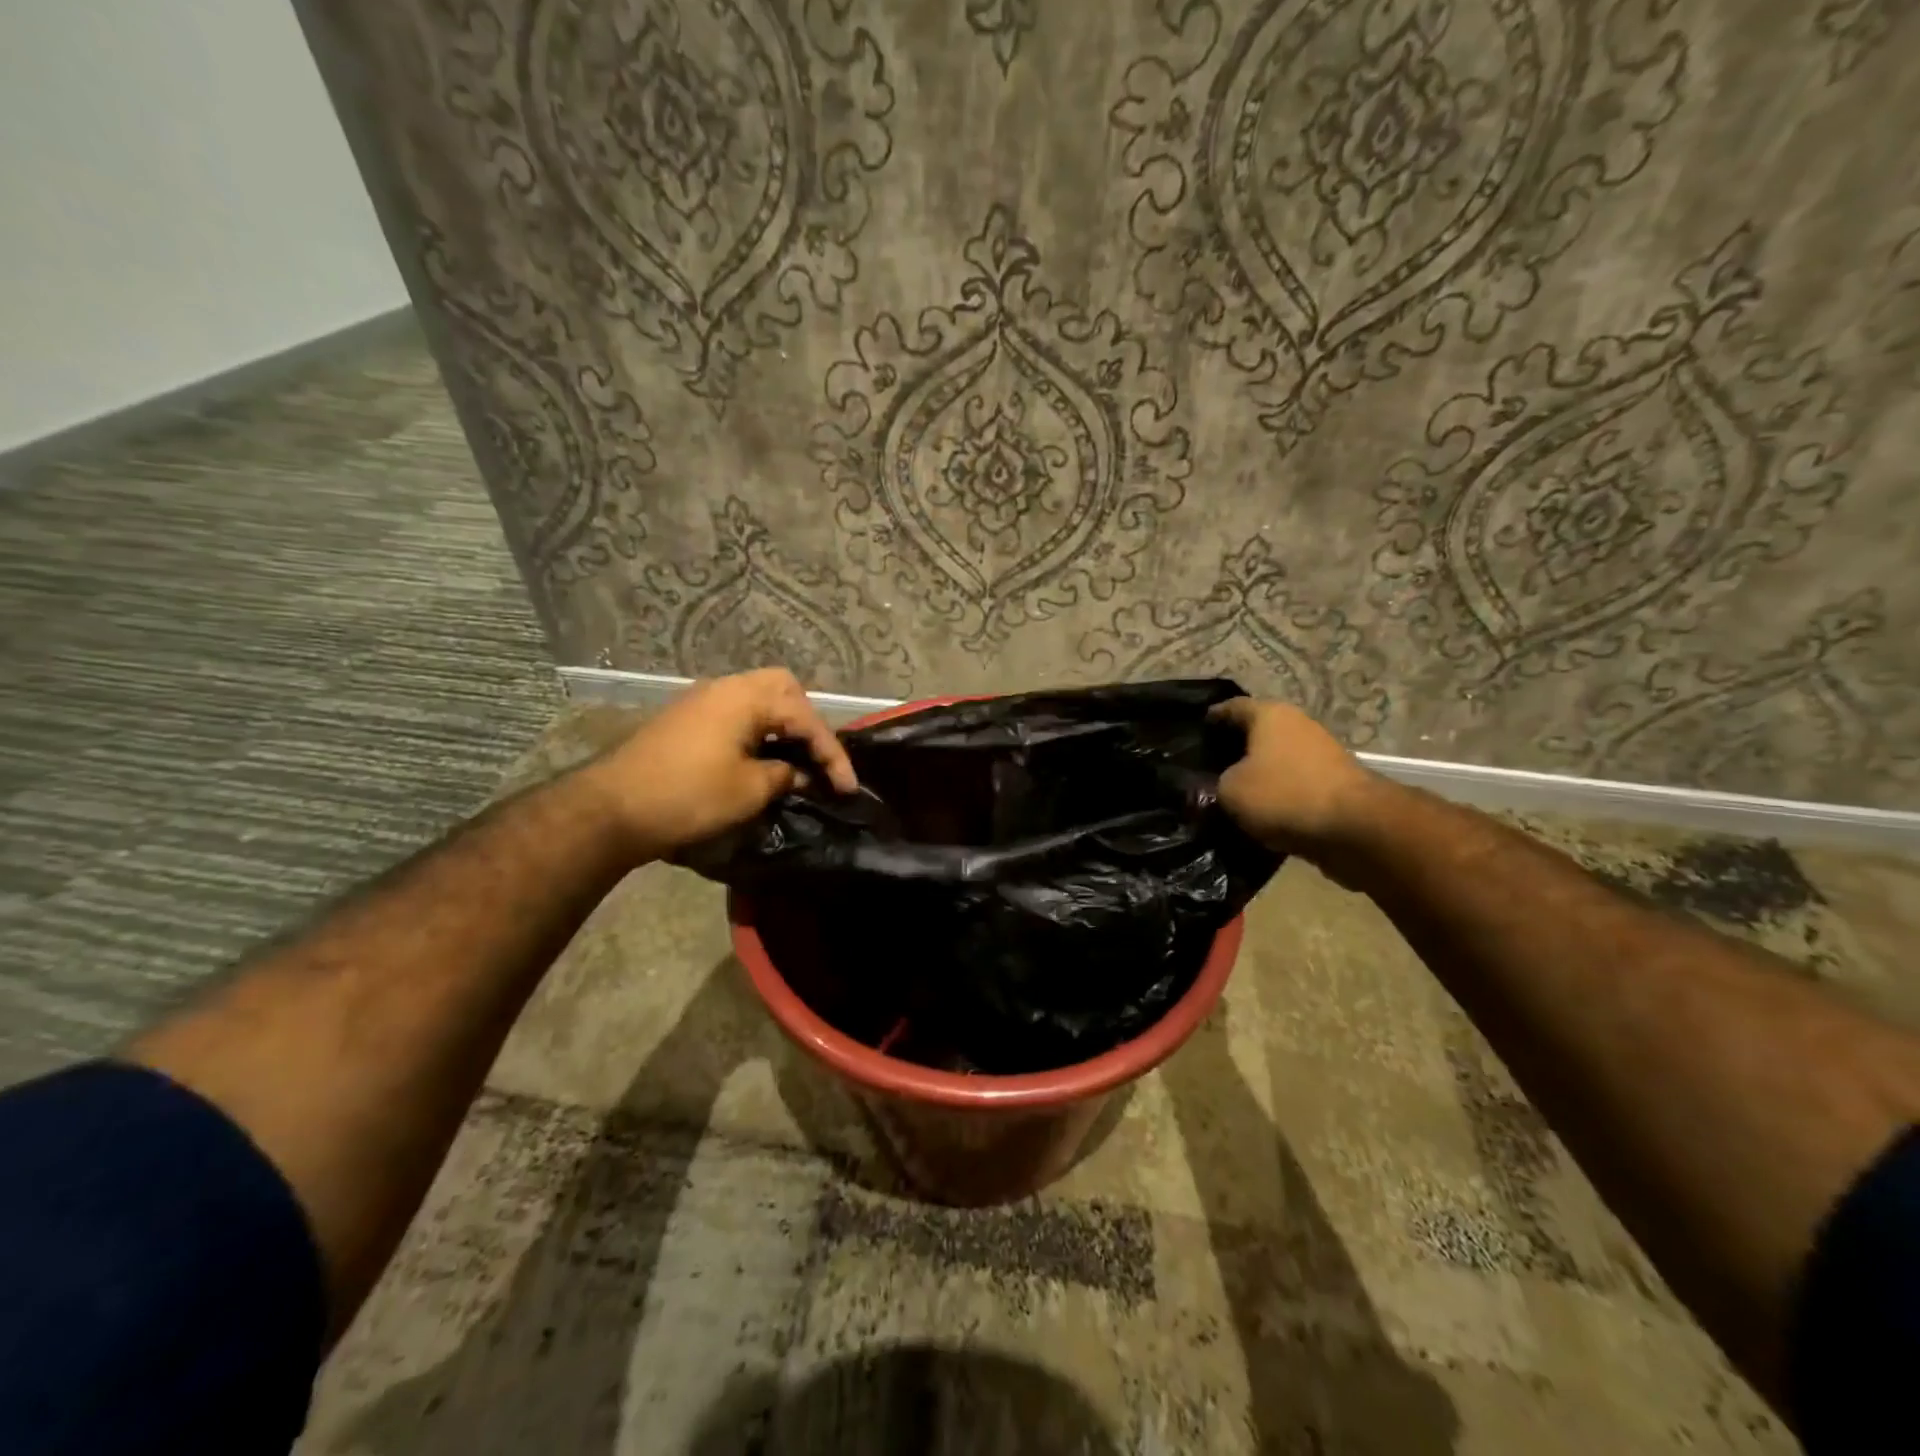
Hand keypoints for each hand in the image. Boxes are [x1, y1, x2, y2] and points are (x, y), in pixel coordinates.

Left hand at [585, 668, 857, 859]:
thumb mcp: (749, 790)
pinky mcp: (686, 720)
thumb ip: (785, 775)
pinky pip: (736, 714)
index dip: (832, 754)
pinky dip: (758, 731)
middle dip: (808, 723)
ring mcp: (701, 701)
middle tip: (819, 757)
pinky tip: (762, 759)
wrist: (611, 809)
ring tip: (796, 760)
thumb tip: (799, 774)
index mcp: (746, 697)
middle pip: (783, 690)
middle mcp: (725, 687)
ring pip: (758, 699)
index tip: (848, 788)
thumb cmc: (688, 796)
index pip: (805, 718)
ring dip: (782, 726)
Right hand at [1208, 698, 1381, 855]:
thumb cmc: (1283, 795)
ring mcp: (1320, 753)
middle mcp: (1297, 724)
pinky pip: (1294, 783)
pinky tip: (1259, 812)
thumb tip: (1213, 785)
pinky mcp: (1334, 783)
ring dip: (1257, 773)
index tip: (1193, 733)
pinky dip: (1277, 794)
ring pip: (1276, 759)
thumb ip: (1213, 783)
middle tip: (1206, 767)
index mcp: (1269, 714)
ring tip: (1230, 793)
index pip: (1231, 707)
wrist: (1354, 829)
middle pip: (1256, 733)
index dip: (1210, 719)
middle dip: (1233, 748)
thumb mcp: (1229, 791)